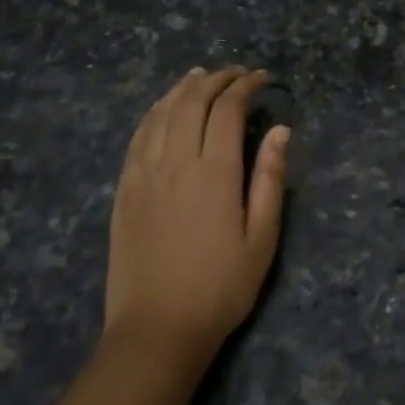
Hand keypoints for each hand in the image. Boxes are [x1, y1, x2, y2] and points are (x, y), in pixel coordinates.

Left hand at [105, 66, 289, 361]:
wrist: (157, 330)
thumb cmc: (221, 287)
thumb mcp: (262, 238)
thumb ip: (270, 179)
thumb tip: (280, 130)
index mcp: (214, 173)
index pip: (227, 109)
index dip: (245, 85)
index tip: (263, 78)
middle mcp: (175, 163)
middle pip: (192, 102)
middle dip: (216, 79)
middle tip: (236, 74)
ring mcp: (143, 175)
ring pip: (161, 113)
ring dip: (182, 88)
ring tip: (201, 76)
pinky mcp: (124, 190)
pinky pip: (137, 137)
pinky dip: (154, 112)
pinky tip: (163, 108)